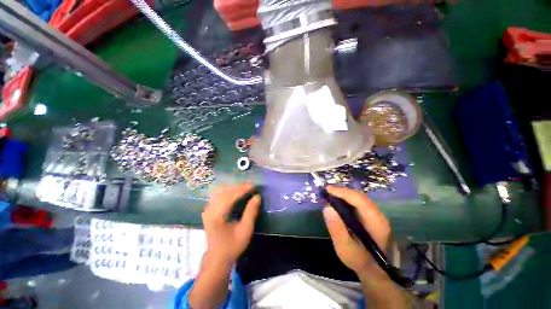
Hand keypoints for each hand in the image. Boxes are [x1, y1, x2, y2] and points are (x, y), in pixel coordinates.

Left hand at [201, 184, 260, 266]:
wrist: (217, 258)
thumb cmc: (232, 246)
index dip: (243, 189)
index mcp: (217, 215)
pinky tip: (235, 192)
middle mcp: (210, 210)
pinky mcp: (208, 211)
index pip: (230, 196)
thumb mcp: (245, 230)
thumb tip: (257, 196)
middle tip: (251, 186)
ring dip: (234, 188)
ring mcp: (207, 210)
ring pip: (220, 191)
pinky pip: (218, 195)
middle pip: (225, 191)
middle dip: (239, 187)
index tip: (254, 186)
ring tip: (245, 188)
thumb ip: (251, 212)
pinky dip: (228, 191)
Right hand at [323, 185, 390, 275]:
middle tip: (326, 191)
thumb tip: (327, 207)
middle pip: (359, 196)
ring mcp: (376, 214)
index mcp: (376, 222)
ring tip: (330, 195)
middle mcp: (378, 215)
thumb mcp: (345, 248)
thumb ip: (336, 228)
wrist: (373, 270)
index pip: (359, 200)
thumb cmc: (359, 259)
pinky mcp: (372, 216)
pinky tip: (338, 201)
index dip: (343, 192)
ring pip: (359, 197)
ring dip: (344, 194)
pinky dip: (347, 199)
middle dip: (342, 191)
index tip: (327, 189)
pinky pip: (358, 202)